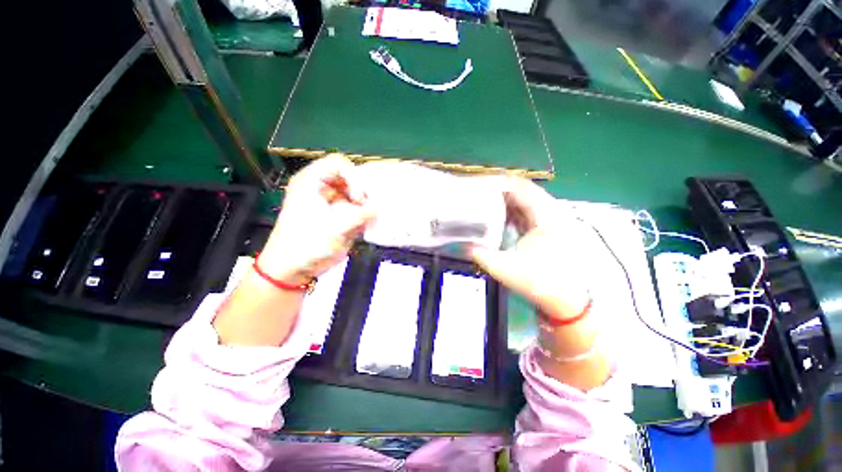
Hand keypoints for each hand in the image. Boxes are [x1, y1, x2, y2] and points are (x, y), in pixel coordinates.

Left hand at [259, 155, 374, 283]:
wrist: (292, 269)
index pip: (339, 164)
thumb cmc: (306, 245)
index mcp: (311, 182)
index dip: (354, 176)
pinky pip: (355, 208)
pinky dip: (363, 214)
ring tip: (368, 218)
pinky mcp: (336, 215)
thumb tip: (381, 208)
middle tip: (368, 208)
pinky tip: (365, 224)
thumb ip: (361, 215)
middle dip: (362, 191)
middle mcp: (321, 188)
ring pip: (355, 193)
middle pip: (349, 178)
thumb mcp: (335, 228)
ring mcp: (329, 202)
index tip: (361, 196)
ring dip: (364, 204)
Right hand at [470, 178, 609, 390]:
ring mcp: (550, 222)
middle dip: (497, 192)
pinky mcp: (546, 231)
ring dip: (502, 203)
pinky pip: (525, 215)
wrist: (569, 302)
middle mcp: (550, 213)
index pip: (520, 187)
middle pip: (521, 192)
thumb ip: (480, 255)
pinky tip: (495, 219)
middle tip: (475, 194)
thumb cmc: (541, 282)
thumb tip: (461, 245)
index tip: (477, 185)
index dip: (497, 182)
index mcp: (545, 215)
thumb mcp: (505, 268)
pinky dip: (509, 214)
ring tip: (481, 204)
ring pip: (523, 203)